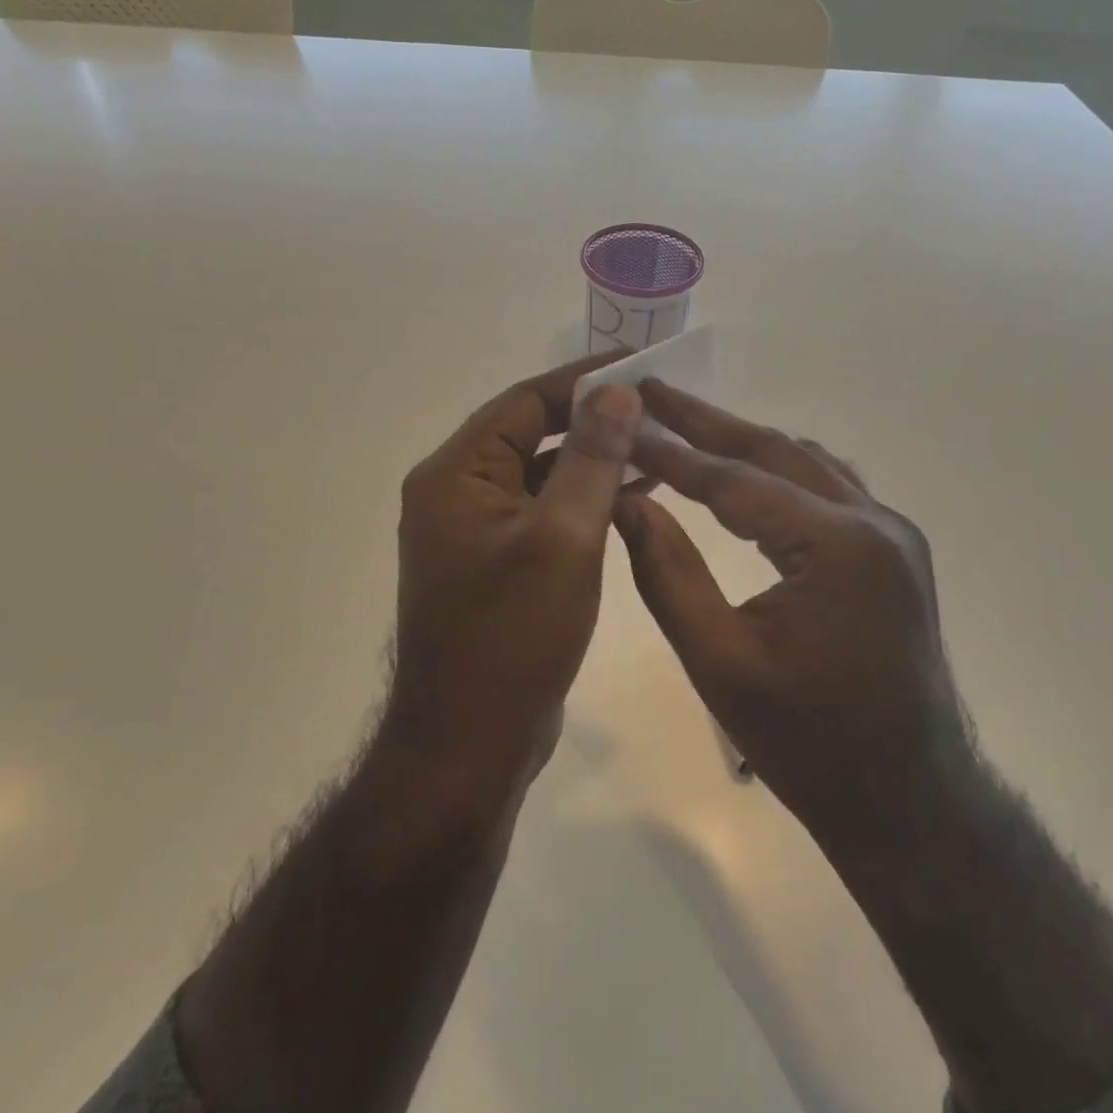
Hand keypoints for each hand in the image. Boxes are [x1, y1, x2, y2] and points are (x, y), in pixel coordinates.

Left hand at [387, 354, 641, 801]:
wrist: (469, 746)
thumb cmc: (513, 637)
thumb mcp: (563, 537)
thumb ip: (591, 458)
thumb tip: (617, 392)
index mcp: (456, 474)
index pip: (525, 400)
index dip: (584, 380)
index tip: (641, 367)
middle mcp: (456, 492)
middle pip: (530, 432)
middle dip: (593, 420)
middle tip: (657, 407)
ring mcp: (473, 530)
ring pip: (540, 474)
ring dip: (592, 460)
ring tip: (657, 447)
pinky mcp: (495, 563)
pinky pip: (542, 513)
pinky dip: (583, 500)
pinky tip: (633, 497)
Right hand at [613, 382, 974, 856]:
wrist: (908, 801)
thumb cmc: (807, 743)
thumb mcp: (719, 662)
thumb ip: (667, 573)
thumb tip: (625, 501)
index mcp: (837, 547)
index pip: (736, 481)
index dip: (672, 451)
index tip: (622, 419)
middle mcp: (874, 521)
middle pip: (774, 451)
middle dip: (706, 422)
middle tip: (649, 391)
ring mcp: (892, 533)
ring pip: (803, 462)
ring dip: (742, 441)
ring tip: (682, 423)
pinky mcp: (893, 550)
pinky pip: (826, 487)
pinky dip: (776, 469)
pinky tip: (743, 470)